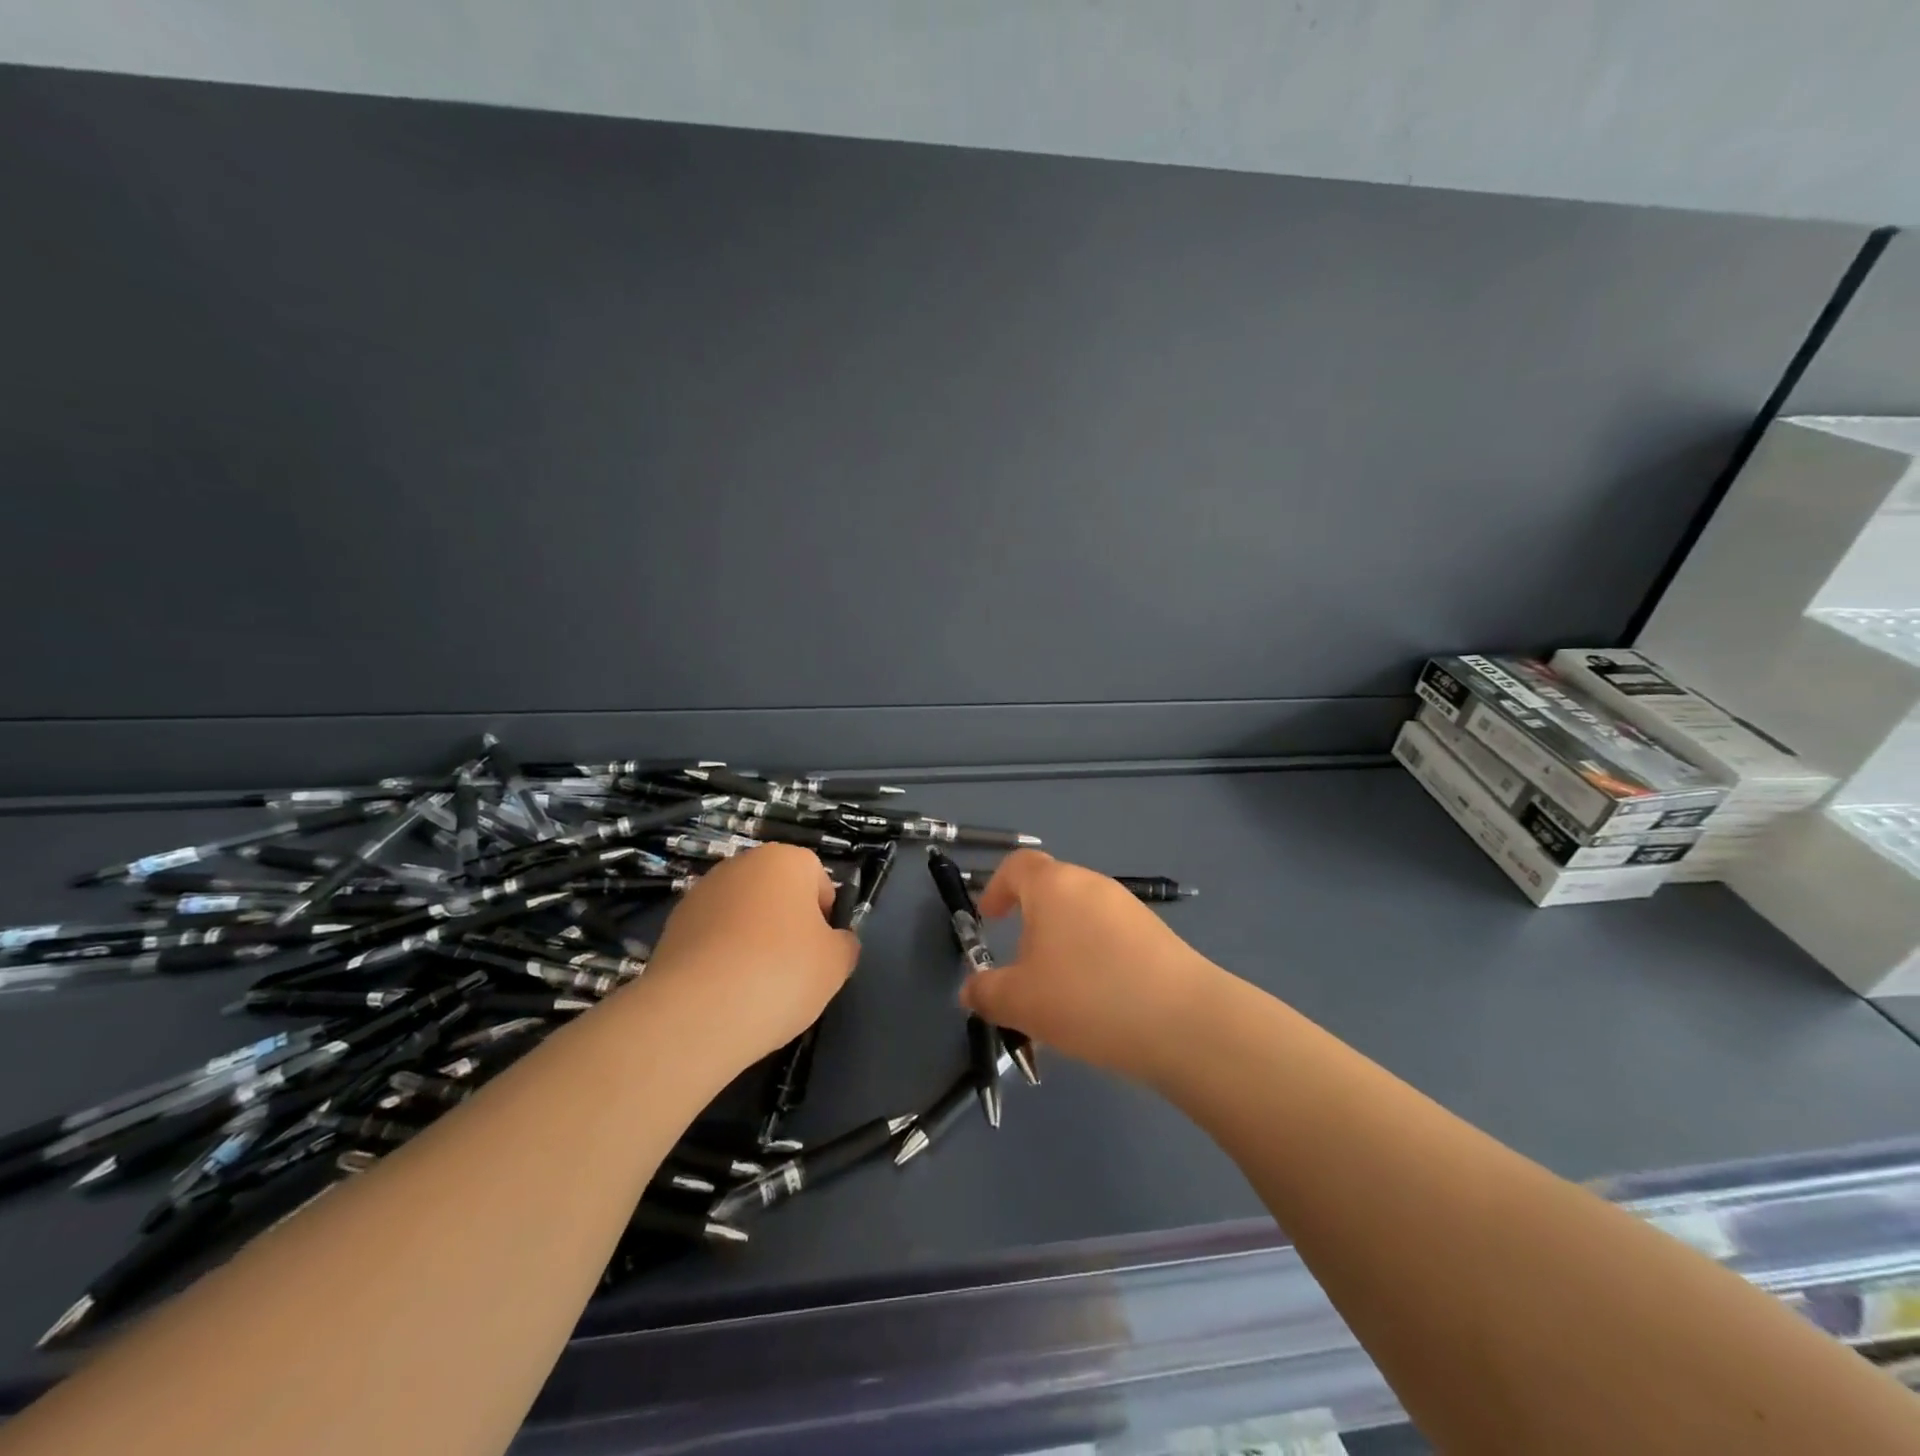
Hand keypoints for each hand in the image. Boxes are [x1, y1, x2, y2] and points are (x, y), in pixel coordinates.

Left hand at [644, 844, 858, 1065]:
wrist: (697, 1013)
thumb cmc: (781, 973)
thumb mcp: (837, 963)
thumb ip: (844, 944)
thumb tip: (836, 942)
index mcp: (786, 860)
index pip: (818, 879)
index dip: (825, 916)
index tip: (820, 952)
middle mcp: (741, 864)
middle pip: (777, 892)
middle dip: (786, 924)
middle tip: (791, 968)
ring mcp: (701, 893)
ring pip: (743, 914)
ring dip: (752, 939)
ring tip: (754, 986)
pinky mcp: (672, 926)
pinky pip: (712, 937)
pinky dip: (721, 957)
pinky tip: (724, 992)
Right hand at [960, 850, 1218, 1081]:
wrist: (1183, 1022)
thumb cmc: (1086, 998)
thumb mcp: (1020, 1002)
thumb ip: (985, 992)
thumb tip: (971, 989)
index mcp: (1053, 886)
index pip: (1016, 865)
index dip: (996, 887)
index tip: (988, 919)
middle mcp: (1091, 884)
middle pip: (1050, 891)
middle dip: (1030, 925)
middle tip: (1020, 969)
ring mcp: (1128, 907)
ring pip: (1081, 918)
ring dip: (1062, 946)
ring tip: (1058, 996)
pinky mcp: (1156, 934)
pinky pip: (1109, 937)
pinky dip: (1093, 959)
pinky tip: (1098, 1003)